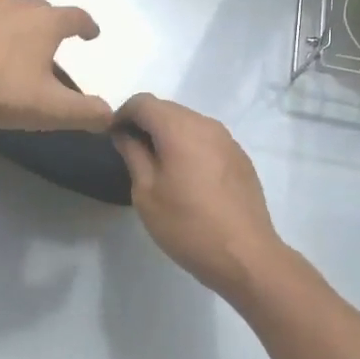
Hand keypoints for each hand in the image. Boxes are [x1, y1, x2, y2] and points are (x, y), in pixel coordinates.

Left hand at [0, 0, 114, 132]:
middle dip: (51, 24)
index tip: (91, 34)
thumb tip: (110, 115)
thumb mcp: (47, 109)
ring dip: (16, 20)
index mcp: (45, 24)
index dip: (87, 26)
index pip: (76, 17)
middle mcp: (17, 6)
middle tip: (50, 45)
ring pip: (8, 7)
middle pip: (42, 9)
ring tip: (13, 40)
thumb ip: (84, 113)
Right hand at [111, 94, 287, 298]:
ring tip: (159, 166)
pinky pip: (207, 139)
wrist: (246, 256)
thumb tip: (124, 133)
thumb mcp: (147, 193)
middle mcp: (206, 124)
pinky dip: (190, 146)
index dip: (122, 114)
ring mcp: (227, 139)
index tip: (113, 138)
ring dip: (169, 134)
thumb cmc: (188, 226)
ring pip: (189, 122)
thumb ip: (133, 154)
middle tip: (132, 153)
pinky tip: (189, 178)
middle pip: (167, 109)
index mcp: (179, 128)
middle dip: (145, 123)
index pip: (143, 102)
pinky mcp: (240, 157)